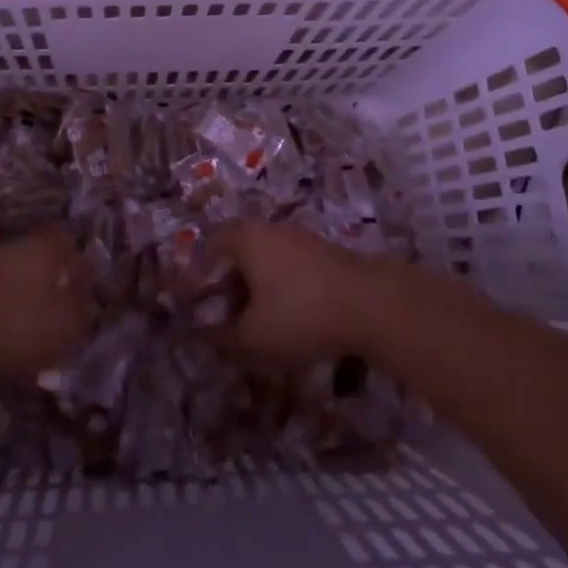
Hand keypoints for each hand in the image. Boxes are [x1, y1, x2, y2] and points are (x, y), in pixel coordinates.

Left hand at [0, 228, 92, 380]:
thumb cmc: (17, 329)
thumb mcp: (67, 327)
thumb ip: (83, 311)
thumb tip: (88, 300)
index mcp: (43, 248)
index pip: (66, 240)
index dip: (77, 262)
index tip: (84, 287)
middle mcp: (14, 246)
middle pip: (38, 255)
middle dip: (50, 277)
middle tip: (59, 306)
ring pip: (13, 272)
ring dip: (23, 293)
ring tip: (30, 324)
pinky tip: (1, 331)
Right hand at [213, 221, 382, 365]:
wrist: (372, 305)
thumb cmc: (300, 313)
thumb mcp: (253, 338)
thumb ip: (222, 338)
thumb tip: (203, 337)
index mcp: (245, 237)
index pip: (208, 245)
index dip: (197, 274)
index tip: (195, 305)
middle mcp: (269, 229)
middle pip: (237, 252)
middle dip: (226, 285)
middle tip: (222, 318)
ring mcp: (300, 239)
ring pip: (264, 261)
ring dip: (254, 290)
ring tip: (254, 324)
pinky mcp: (323, 254)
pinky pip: (288, 268)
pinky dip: (279, 290)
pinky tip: (286, 319)